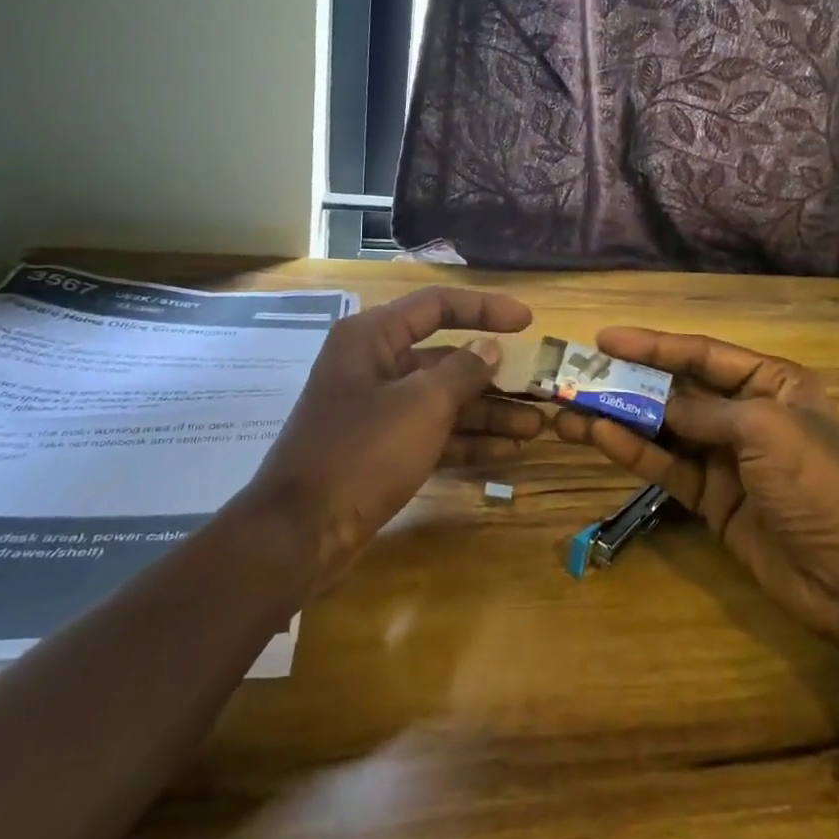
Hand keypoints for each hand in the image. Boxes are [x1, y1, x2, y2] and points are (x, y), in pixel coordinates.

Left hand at [251, 287, 541, 576]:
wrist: (300, 533)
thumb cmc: (363, 452)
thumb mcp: (422, 405)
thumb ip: (463, 371)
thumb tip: (489, 347)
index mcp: (373, 337)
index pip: (437, 306)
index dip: (485, 308)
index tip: (527, 320)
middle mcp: (374, 364)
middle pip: (444, 357)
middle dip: (493, 376)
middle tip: (537, 388)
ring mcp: (377, 409)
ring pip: (442, 400)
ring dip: (487, 413)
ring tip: (534, 427)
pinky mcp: (381, 448)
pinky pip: (431, 432)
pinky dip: (465, 440)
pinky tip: (505, 452)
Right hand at [553, 329, 838, 643]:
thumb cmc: (819, 484)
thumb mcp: (765, 431)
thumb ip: (704, 411)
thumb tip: (657, 403)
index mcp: (771, 383)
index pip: (702, 353)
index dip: (652, 344)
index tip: (603, 339)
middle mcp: (745, 413)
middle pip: (676, 389)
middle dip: (628, 381)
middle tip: (577, 376)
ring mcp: (726, 457)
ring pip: (663, 429)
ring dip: (619, 418)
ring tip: (569, 410)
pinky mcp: (712, 497)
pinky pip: (667, 467)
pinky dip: (634, 453)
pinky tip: (598, 438)